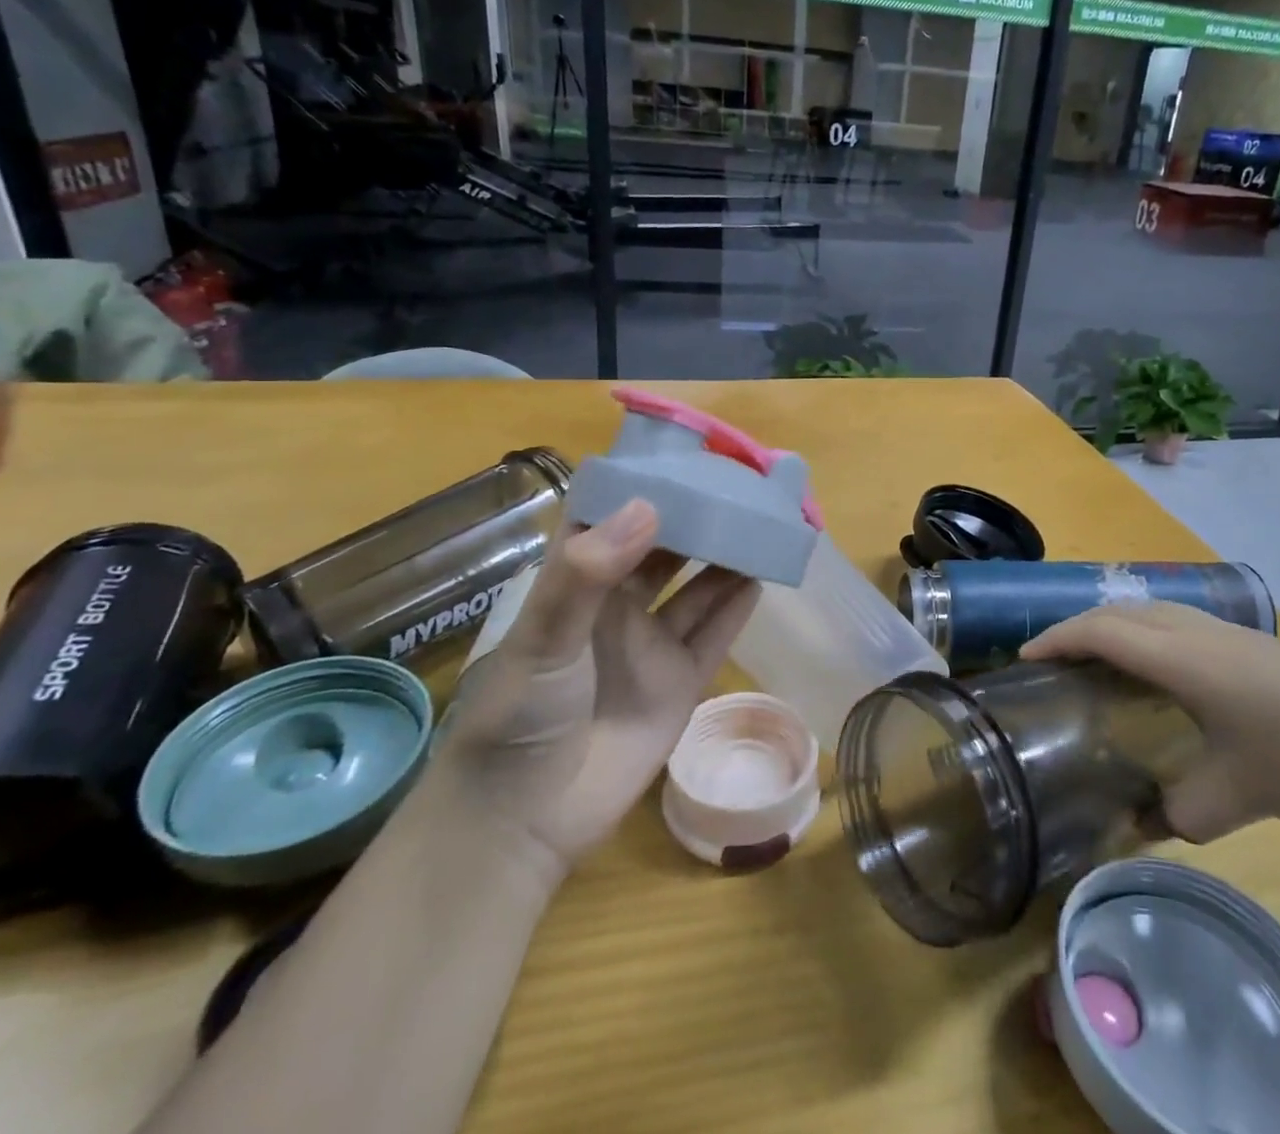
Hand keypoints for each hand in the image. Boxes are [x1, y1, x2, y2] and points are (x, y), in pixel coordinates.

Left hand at [439, 499, 760, 875]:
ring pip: (696, 587)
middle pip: (664, 548)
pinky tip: (761, 577)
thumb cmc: (518, 719)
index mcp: (576, 584)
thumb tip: (648, 506)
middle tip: (739, 486)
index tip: (681, 455)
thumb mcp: (543, 639)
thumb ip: (588, 573)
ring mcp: (650, 644)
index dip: (642, 485)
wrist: (523, 824)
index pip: (611, 518)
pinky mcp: (679, 682)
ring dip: (725, 557)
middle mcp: (616, 605)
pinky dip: (737, 606)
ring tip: (761, 523)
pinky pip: (714, 634)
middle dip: (696, 518)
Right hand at [1021, 601, 1279, 842]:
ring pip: (1150, 611)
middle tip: (1051, 661)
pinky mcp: (1252, 645)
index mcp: (1182, 658)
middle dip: (1076, 628)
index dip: (1057, 640)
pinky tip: (1161, 673)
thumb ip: (1181, 814)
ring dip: (1113, 626)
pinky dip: (1146, 634)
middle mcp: (1196, 632)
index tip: (1024, 660)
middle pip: (1119, 612)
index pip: (1101, 632)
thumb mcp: (1239, 795)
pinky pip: (1177, 623)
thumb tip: (1145, 824)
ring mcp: (1228, 633)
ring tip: (1095, 661)